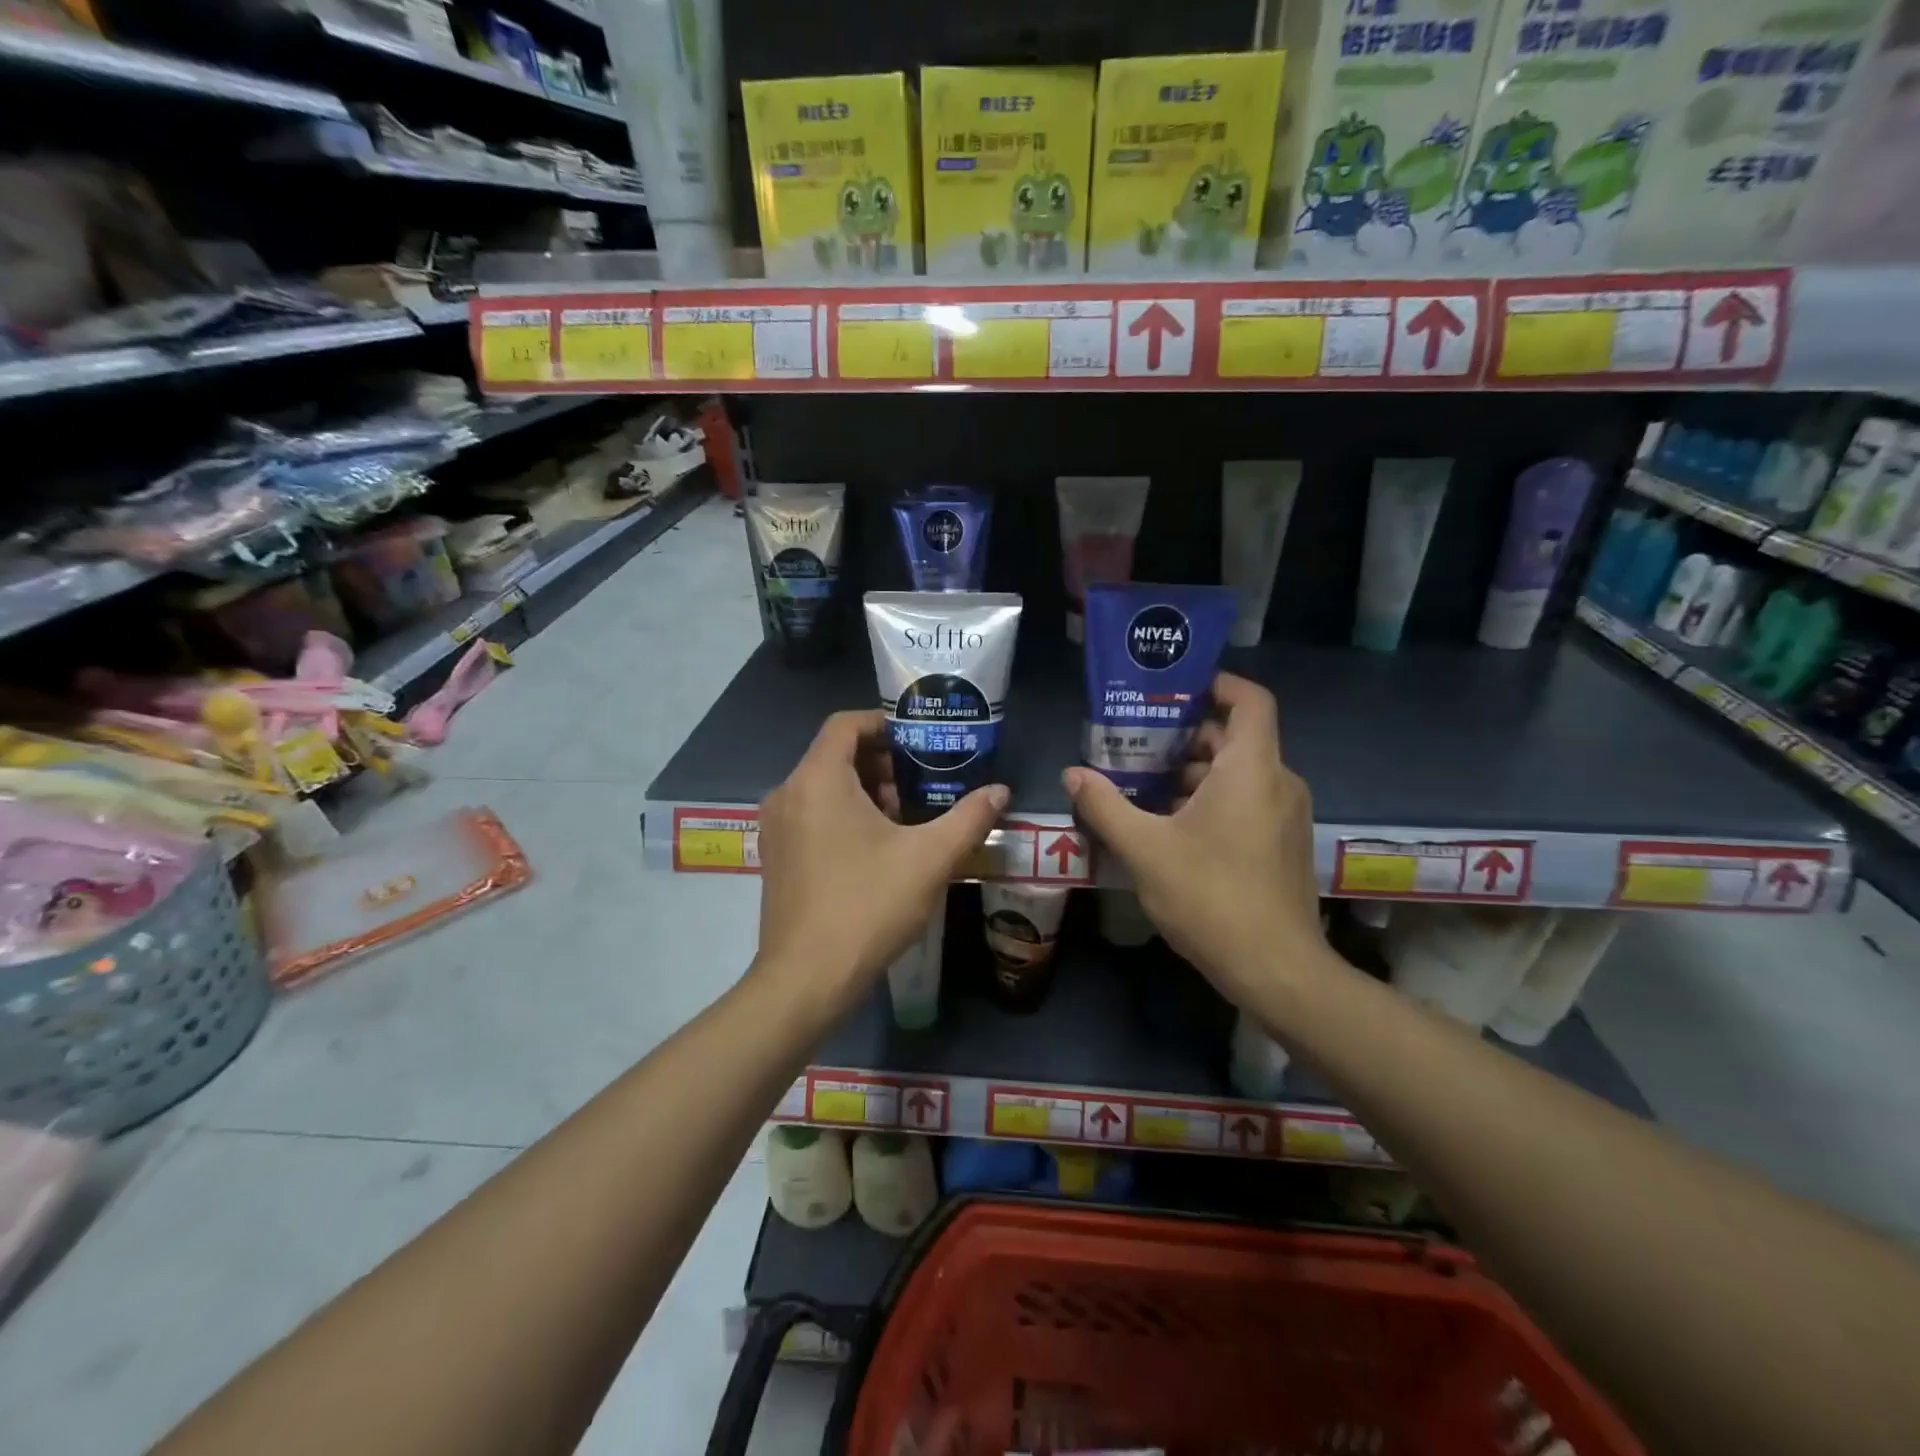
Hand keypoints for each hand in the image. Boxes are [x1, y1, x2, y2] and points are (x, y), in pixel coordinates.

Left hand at [755, 710, 1006, 1013]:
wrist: (806, 979)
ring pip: (823, 787)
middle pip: (835, 755)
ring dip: (864, 791)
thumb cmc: (867, 906)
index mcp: (818, 780)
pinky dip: (842, 815)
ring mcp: (776, 828)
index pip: (846, 724)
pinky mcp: (776, 856)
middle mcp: (787, 794)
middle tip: (920, 786)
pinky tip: (875, 850)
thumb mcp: (930, 859)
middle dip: (881, 763)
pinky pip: (811, 814)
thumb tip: (1000, 792)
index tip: (919, 741)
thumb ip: (969, 819)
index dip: (884, 723)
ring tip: (903, 820)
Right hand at [1063, 673, 1324, 1003]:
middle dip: (1185, 735)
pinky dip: (1211, 799)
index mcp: (1251, 769)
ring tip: (1143, 784)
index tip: (1174, 689)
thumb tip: (1072, 774)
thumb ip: (1105, 806)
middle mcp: (1278, 782)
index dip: (1216, 683)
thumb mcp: (1145, 849)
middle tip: (1137, 741)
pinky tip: (1169, 825)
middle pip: (1235, 737)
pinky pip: (1247, 801)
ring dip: (1194, 772)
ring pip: (1239, 773)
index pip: (1249, 699)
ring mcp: (1285, 815)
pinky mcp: (1283, 844)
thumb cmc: (1211, 897)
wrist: (1277, 970)